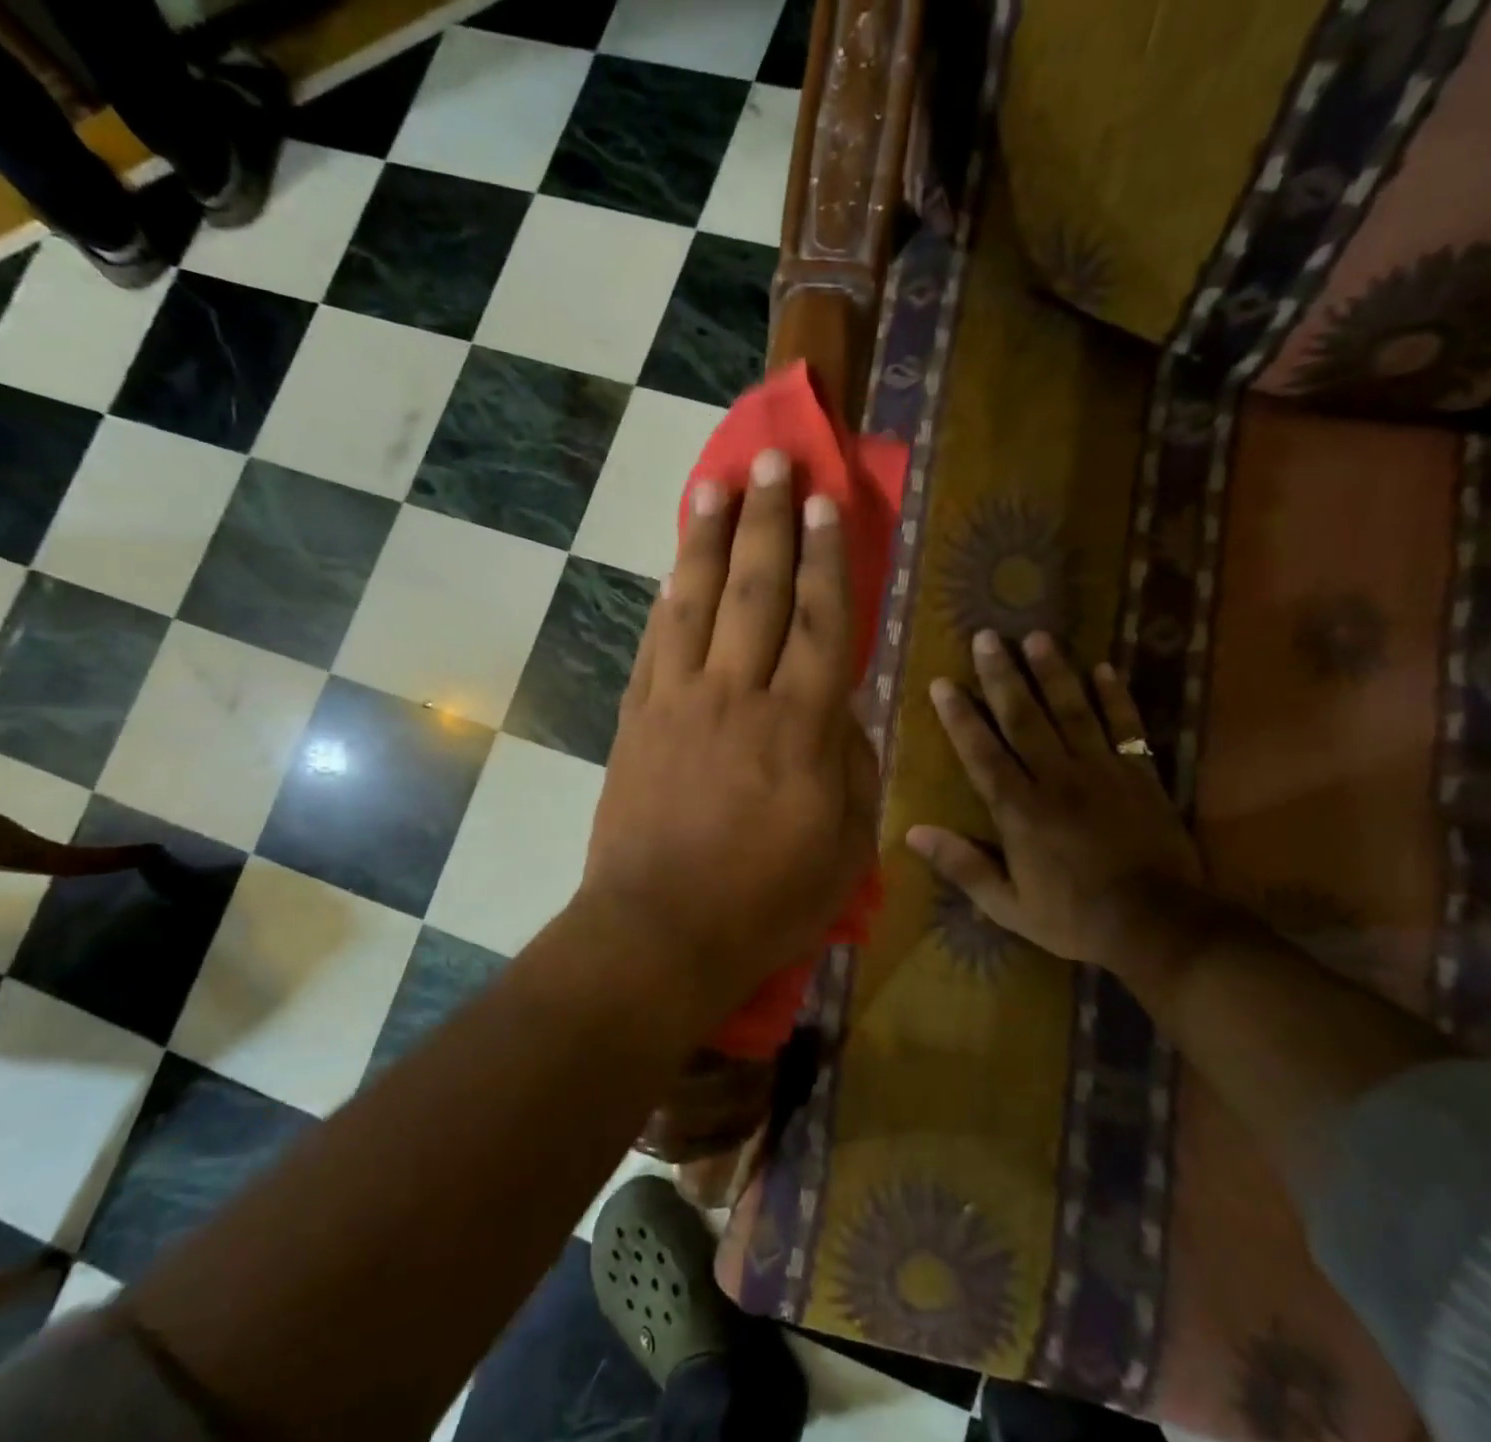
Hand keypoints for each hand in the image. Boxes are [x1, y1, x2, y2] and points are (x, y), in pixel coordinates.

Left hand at [578, 449, 878, 1031]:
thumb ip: (852, 768)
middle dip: (769, 520)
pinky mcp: (637, 718)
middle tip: (773, 461)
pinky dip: (669, 596)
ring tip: (717, 484)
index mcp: (800, 728)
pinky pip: (655, 641)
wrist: (658, 932)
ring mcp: (678, 701)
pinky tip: (676, 565)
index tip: (828, 502)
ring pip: (697, 600)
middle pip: (757, 590)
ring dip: (708, 538)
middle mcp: (737, 695)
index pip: (822, 621)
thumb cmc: (764, 903)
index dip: (828, 556)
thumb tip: (842, 711)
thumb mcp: (845, 849)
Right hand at [906, 631, 1201, 966]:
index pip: (983, 753)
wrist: (1158, 925)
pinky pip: (1126, 726)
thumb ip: (963, 866)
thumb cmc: (1074, 917)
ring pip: (1072, 712)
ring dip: (1052, 673)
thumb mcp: (1008, 906)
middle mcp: (1056, 779)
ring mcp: (1102, 772)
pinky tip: (1103, 667)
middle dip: (1002, 676)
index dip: (961, 717)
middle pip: (1024, 718)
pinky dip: (1115, 696)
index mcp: (1020, 810)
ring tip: (1036, 637)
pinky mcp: (1140, 774)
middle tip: (986, 637)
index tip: (943, 683)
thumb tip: (913, 833)